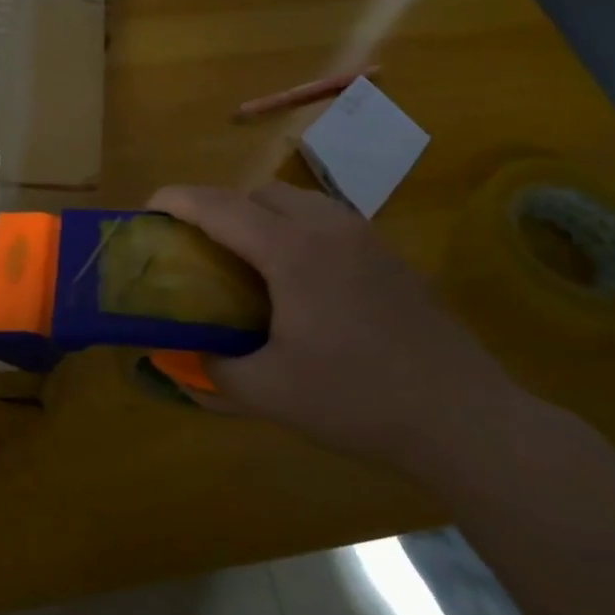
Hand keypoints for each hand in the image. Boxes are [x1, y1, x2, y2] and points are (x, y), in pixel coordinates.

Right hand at [148, 182, 527, 475]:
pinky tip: (298, 279)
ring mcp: (367, 239)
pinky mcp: (391, 258)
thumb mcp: (270, 393)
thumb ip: (215, 370)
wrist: (466, 420)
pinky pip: (328, 222)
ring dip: (261, 215)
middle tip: (199, 245)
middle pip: (260, 193)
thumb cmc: (358, 401)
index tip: (148, 209)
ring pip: (299, 201)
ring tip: (246, 258)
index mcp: (293, 252)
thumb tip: (188, 358)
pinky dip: (296, 230)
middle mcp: (329, 229)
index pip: (220, 208)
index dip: (178, 202)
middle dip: (220, 207)